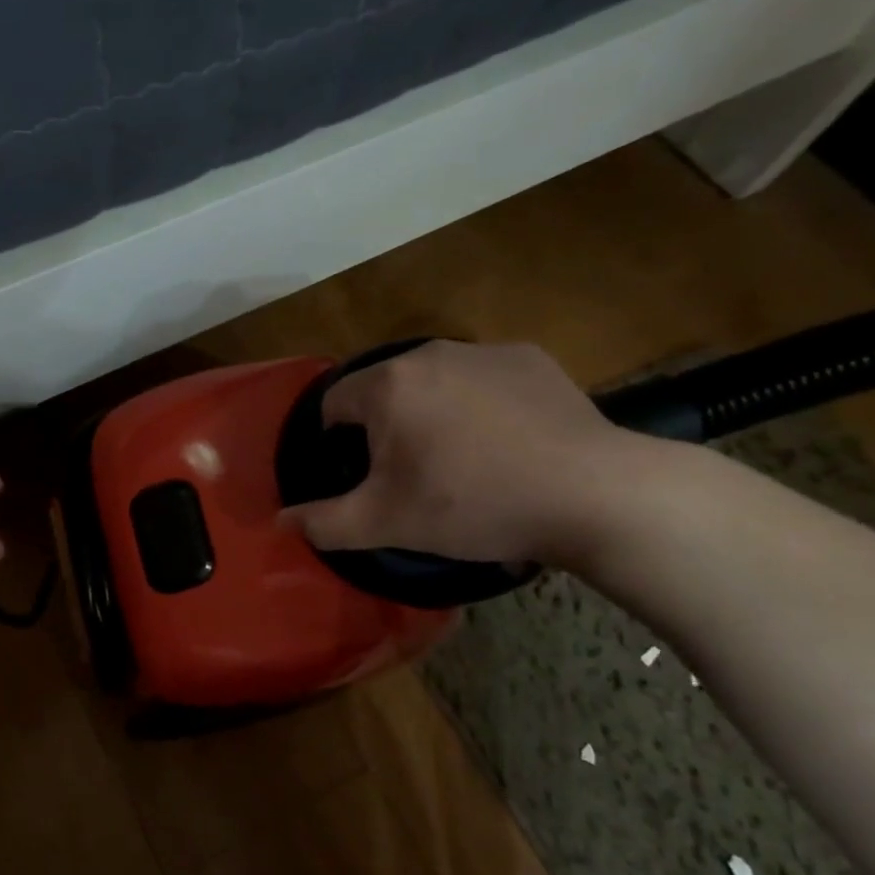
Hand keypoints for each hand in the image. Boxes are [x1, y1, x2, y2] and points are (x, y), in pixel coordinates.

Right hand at [283, 340, 641, 565]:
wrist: (592, 493)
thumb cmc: (473, 504)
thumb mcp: (386, 523)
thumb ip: (324, 522)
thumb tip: (281, 521)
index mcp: (387, 386)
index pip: (333, 404)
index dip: (337, 443)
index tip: (364, 477)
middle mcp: (429, 354)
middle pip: (384, 390)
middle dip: (386, 428)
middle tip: (412, 476)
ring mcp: (484, 351)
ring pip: (433, 383)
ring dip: (431, 414)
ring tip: (462, 461)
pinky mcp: (530, 359)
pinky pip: (483, 380)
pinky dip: (480, 405)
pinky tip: (505, 444)